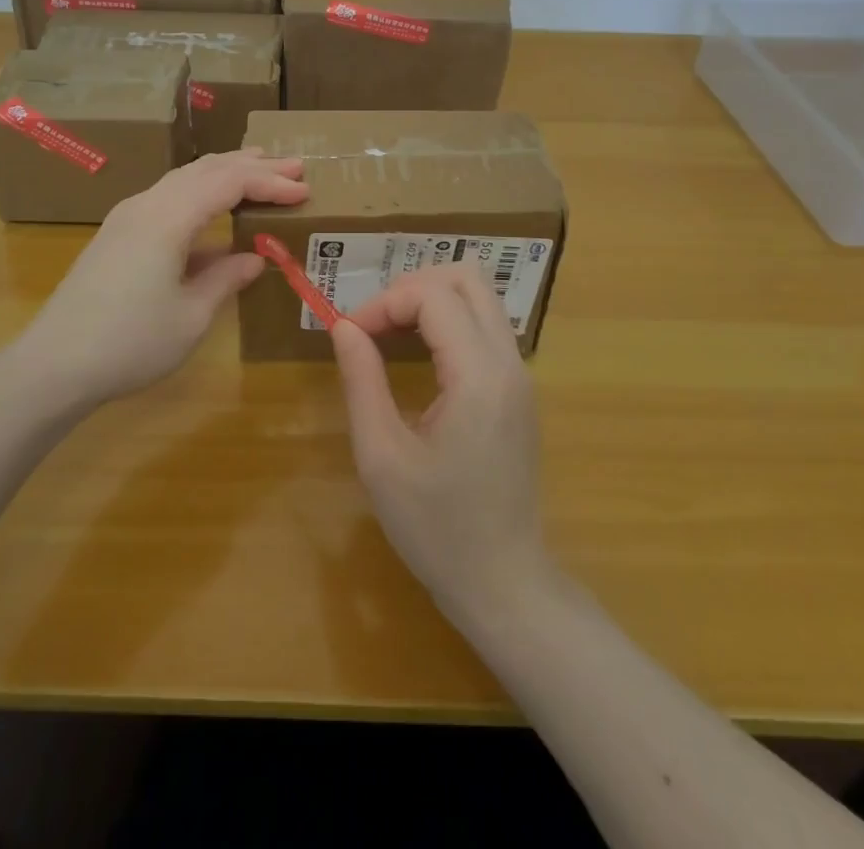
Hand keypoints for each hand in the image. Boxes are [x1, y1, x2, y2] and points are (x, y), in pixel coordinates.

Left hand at [13, 149, 307, 410]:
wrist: (54, 365)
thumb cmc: (130, 343)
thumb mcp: (191, 316)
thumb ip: (225, 278)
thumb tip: (254, 258)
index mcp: (168, 218)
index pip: (229, 183)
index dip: (269, 183)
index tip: (304, 190)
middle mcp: (146, 204)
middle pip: (206, 170)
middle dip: (252, 166)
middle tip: (293, 168)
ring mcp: (127, 217)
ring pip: (184, 179)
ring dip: (224, 173)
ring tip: (259, 170)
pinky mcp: (118, 234)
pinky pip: (169, 197)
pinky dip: (201, 194)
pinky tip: (215, 212)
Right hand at [331, 264, 553, 626]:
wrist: (505, 585)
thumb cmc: (437, 529)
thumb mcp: (382, 456)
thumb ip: (362, 379)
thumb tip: (343, 326)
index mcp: (478, 377)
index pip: (434, 294)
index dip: (384, 301)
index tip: (349, 334)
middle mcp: (508, 363)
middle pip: (468, 277)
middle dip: (412, 286)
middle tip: (374, 323)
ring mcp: (520, 375)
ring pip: (480, 296)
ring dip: (431, 300)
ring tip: (389, 333)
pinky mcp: (518, 390)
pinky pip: (485, 326)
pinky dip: (448, 321)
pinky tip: (418, 354)